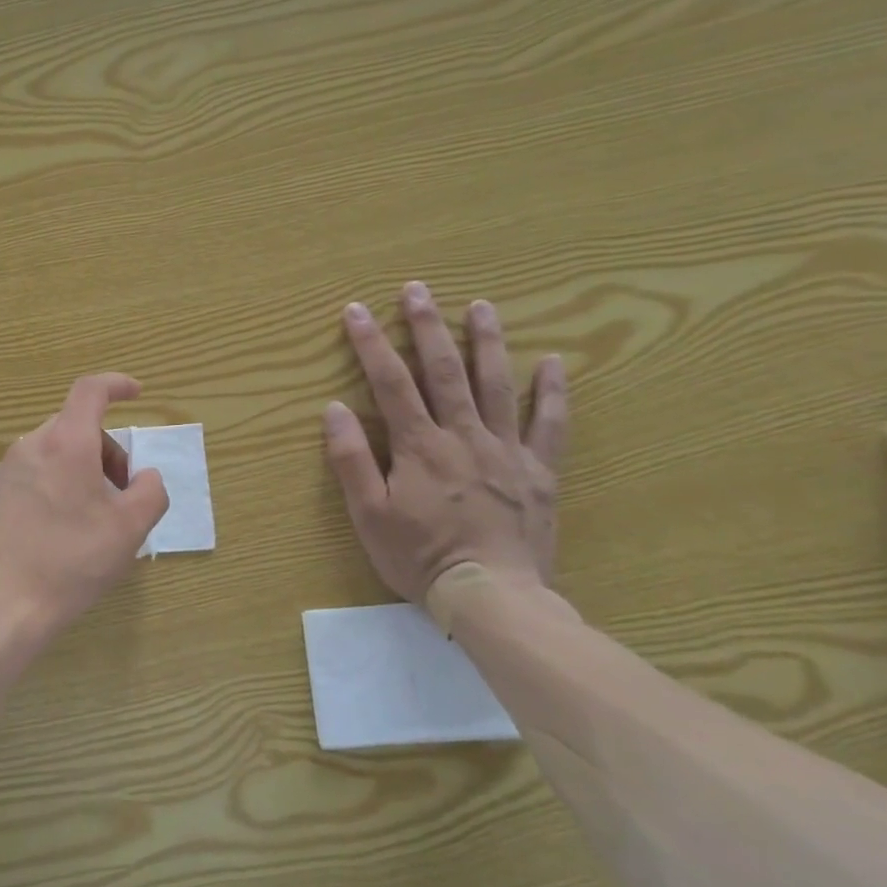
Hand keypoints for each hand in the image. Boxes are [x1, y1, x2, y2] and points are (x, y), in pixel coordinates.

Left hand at [0, 373, 169, 641]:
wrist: (1, 606)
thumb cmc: (72, 562)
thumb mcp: (130, 530)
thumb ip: (150, 492)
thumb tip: (144, 477)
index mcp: (66, 444)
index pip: (90, 391)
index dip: (116, 384)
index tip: (135, 393)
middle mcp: (28, 448)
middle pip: (73, 430)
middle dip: (103, 452)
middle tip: (119, 494)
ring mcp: (0, 474)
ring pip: (48, 457)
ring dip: (74, 474)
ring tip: (84, 523)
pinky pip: (24, 483)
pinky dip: (46, 494)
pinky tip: (49, 539)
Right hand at [323, 283, 567, 613]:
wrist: (493, 596)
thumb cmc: (420, 557)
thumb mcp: (369, 514)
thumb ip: (352, 460)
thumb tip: (333, 409)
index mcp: (419, 446)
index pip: (390, 382)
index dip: (371, 344)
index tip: (356, 310)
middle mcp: (463, 436)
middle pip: (444, 371)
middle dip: (426, 327)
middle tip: (417, 289)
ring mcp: (506, 450)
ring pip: (495, 385)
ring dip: (486, 342)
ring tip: (480, 306)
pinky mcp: (538, 471)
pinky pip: (549, 424)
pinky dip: (552, 391)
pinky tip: (553, 362)